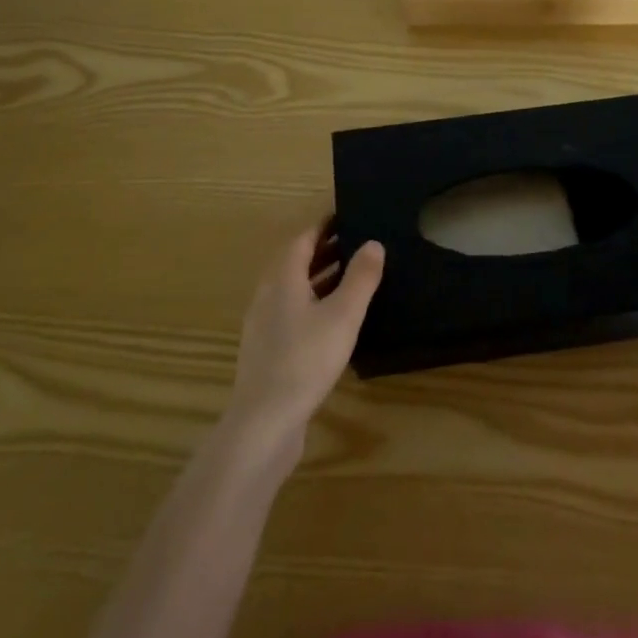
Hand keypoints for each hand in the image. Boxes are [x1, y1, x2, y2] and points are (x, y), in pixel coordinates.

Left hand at [225, 221, 383, 455]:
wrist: (264, 422)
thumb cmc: (305, 360)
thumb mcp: (343, 315)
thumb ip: (360, 277)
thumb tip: (373, 243)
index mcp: (282, 278)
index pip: (303, 239)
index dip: (324, 225)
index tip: (348, 214)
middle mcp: (268, 295)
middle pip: (296, 262)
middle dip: (325, 249)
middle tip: (357, 240)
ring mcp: (264, 324)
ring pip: (294, 288)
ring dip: (320, 276)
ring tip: (353, 275)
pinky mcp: (268, 350)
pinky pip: (293, 311)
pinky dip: (314, 301)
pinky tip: (334, 318)